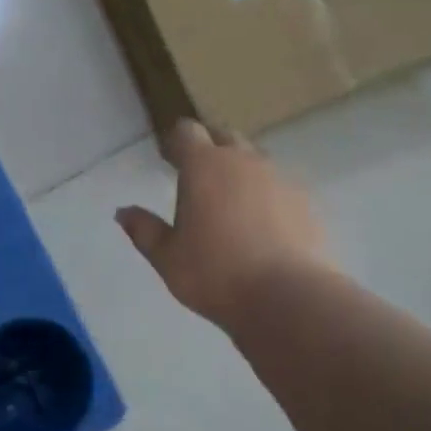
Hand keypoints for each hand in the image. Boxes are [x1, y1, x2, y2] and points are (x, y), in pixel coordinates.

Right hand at [117, 120, 326, 325]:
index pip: (187, 131)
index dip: (176, 141)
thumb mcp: (167, 257)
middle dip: (210, 147)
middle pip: (225, 136)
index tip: (169, 159)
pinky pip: (280, 185)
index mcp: (204, 165)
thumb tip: (123, 212)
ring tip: (231, 200)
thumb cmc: (215, 273)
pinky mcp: (306, 202)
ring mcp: (280, 178)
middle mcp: (243, 161)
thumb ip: (144, 230)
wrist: (288, 298)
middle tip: (197, 174)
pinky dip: (267, 194)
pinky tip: (263, 223)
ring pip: (256, 159)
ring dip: (241, 169)